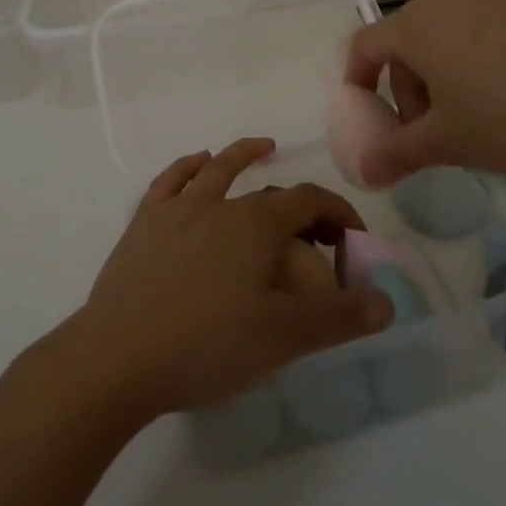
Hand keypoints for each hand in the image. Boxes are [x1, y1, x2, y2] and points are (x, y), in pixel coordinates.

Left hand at [62, 138, 393, 421]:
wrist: (117, 358)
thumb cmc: (206, 346)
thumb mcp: (282, 338)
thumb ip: (338, 318)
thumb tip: (388, 301)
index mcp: (256, 225)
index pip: (309, 201)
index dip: (338, 213)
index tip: (353, 240)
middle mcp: (219, 204)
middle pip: (269, 193)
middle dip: (301, 206)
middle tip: (318, 234)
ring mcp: (177, 210)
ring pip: (216, 170)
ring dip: (243, 155)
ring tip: (262, 147)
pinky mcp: (144, 224)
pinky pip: (169, 182)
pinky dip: (187, 167)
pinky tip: (196, 165)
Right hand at [343, 0, 505, 201]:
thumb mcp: (447, 143)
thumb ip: (395, 154)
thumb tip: (363, 172)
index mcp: (417, 24)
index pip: (365, 45)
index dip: (356, 82)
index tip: (367, 117)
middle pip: (405, 39)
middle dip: (404, 86)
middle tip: (427, 130)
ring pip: (443, 32)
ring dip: (439, 73)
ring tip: (469, 116)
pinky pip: (478, 26)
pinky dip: (472, 57)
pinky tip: (505, 94)